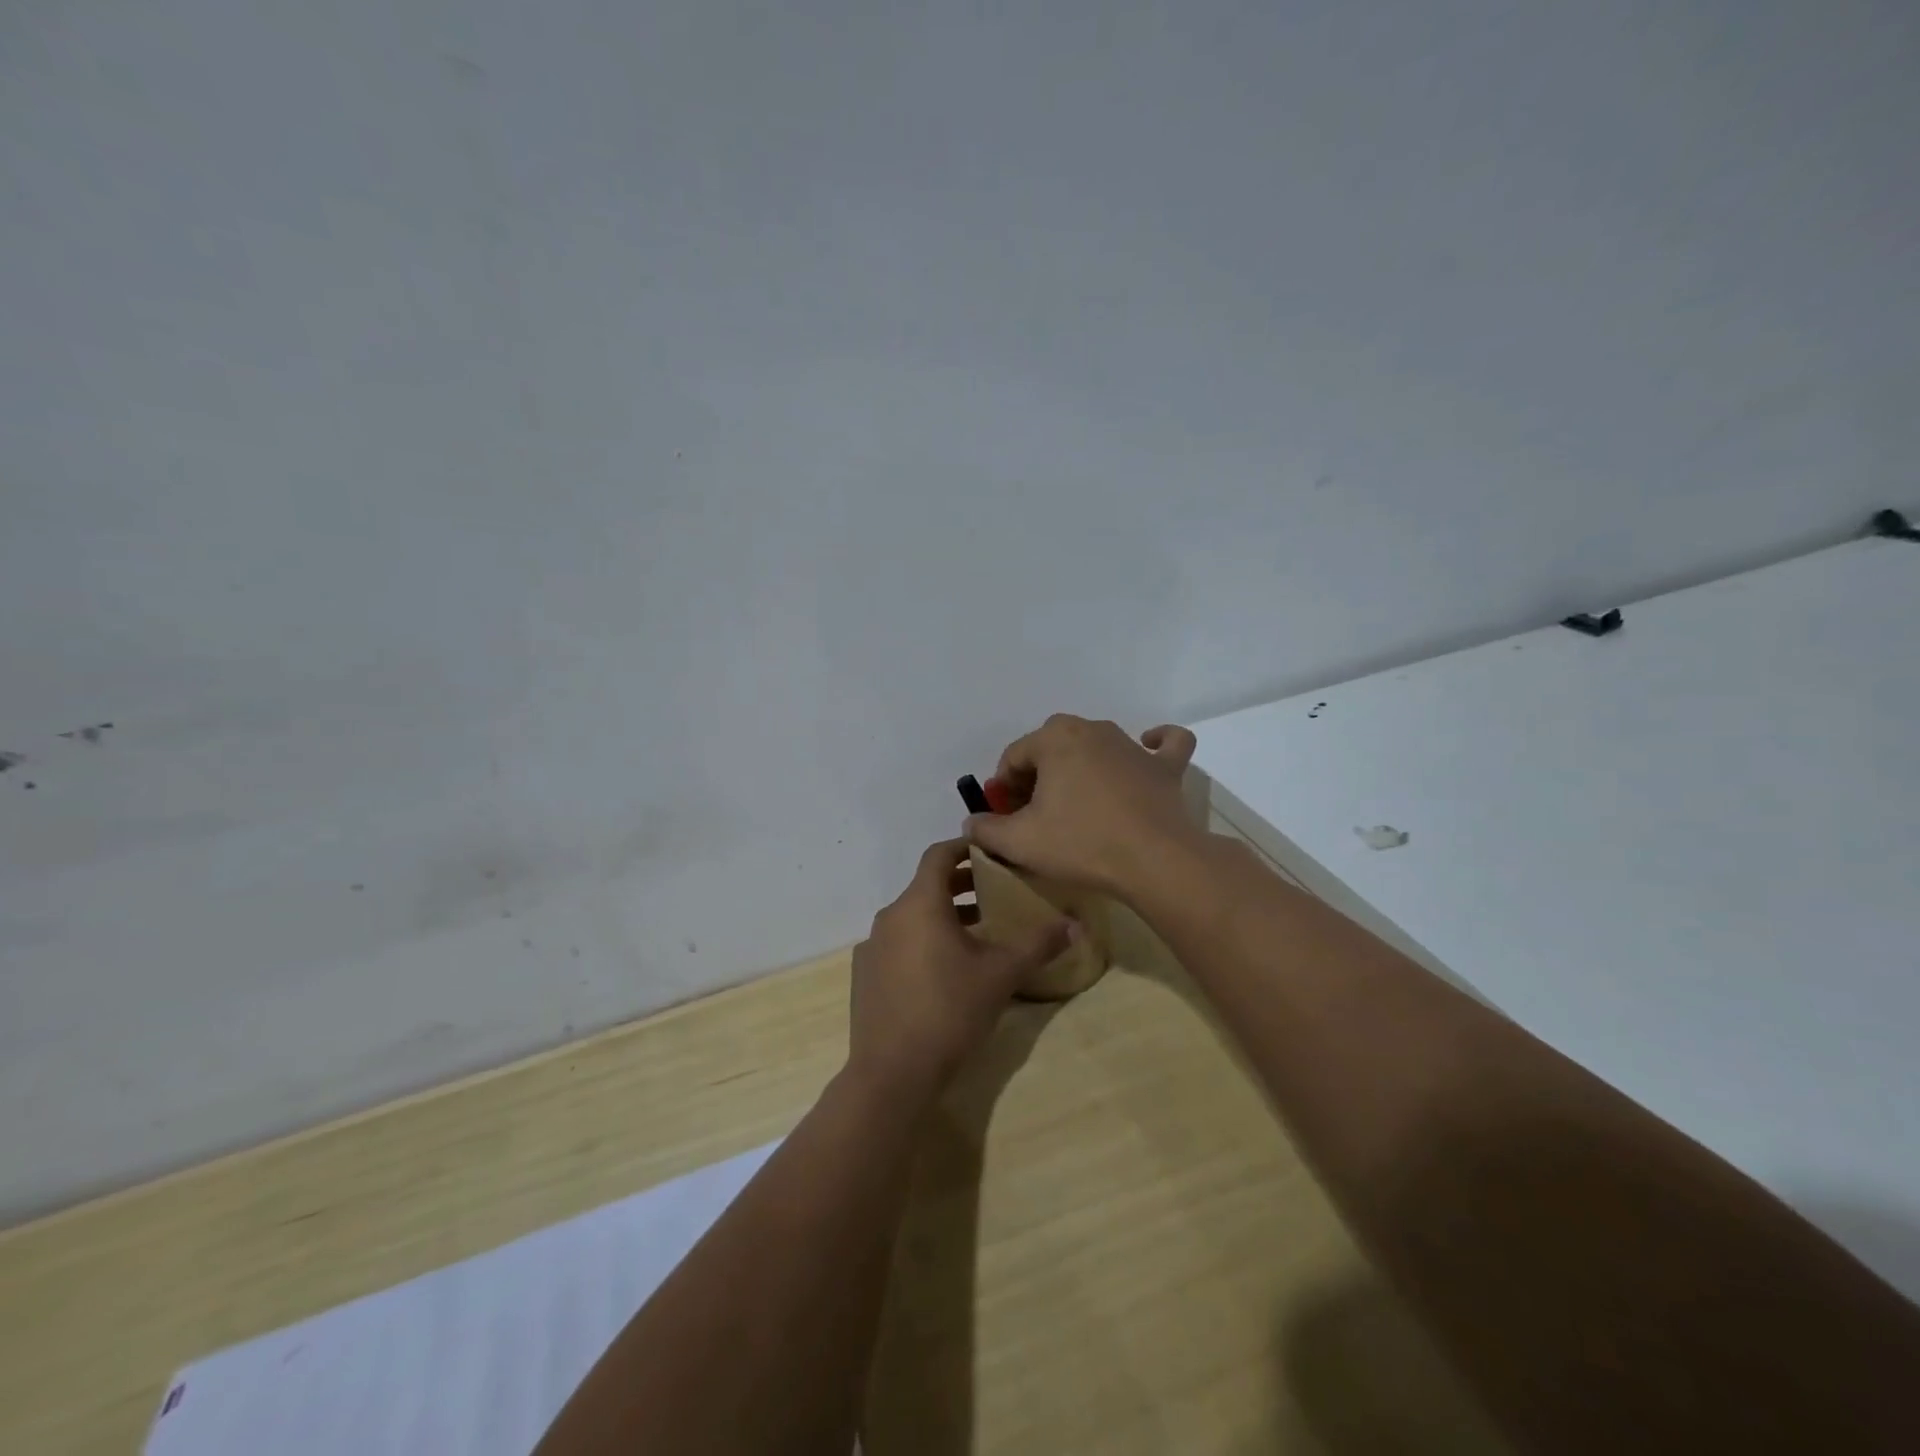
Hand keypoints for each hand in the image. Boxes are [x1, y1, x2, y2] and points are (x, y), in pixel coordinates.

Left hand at [847, 839, 1071, 1104]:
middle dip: (960, 886)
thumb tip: (1075, 925)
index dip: (964, 847)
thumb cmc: (950, 1010)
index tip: (989, 851)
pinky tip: (943, 971)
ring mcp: (872, 945)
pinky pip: (898, 943)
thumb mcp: (1002, 975)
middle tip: (994, 893)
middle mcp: (890, 915)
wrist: (893, 1071)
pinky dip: (921, 942)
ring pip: (912, 916)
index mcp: (919, 903)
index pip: (939, 855)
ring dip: (943, 916)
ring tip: (977, 935)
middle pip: (926, 886)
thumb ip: (1038, 945)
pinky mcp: (864, 973)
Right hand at [964, 715, 1199, 896]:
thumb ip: (985, 829)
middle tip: (1035, 813)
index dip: (1003, 789)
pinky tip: (1146, 750)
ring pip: (1097, 744)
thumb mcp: (1019, 842)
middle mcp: (1092, 729)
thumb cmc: (1080, 843)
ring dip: (1080, 766)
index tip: (1005, 818)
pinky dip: (1154, 744)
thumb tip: (972, 823)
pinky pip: (1163, 744)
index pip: (1014, 757)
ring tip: (1076, 803)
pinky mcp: (1165, 766)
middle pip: (1051, 746)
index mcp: (1054, 738)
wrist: (1153, 860)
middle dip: (1038, 774)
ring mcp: (1132, 745)